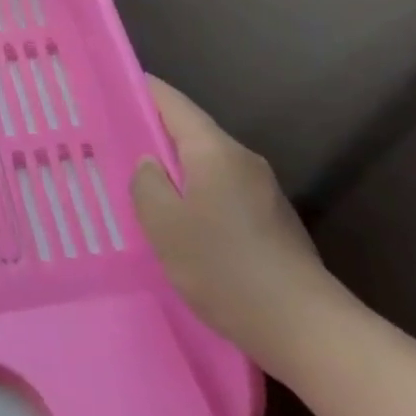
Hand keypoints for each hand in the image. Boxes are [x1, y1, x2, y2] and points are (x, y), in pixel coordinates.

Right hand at [130, 77, 336, 364]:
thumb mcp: (164, 225)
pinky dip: (194, 196)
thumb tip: (150, 164)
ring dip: (173, 170)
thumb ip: (147, 184)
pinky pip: (220, 192)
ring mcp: (261, 192)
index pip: (173, 103)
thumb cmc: (224, 268)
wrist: (305, 328)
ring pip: (205, 166)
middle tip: (111, 142)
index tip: (112, 87)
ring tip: (136, 186)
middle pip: (190, 133)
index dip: (142, 91)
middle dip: (152, 133)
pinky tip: (177, 224)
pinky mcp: (270, 222)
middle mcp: (242, 161)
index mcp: (215, 151)